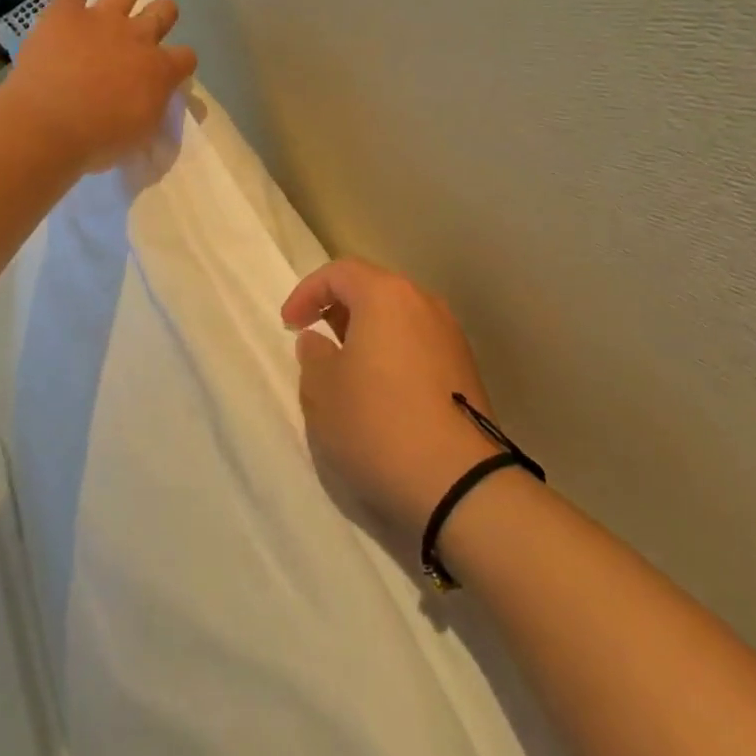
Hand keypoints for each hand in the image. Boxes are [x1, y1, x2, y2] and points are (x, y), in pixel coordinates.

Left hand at [5, 0, 197, 172]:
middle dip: (160, 17)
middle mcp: (137, 36)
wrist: (47, 126)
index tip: (167, 74)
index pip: (187, 56)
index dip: (179, 63)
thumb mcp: (142, 133)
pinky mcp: (64, 13)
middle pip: (165, 9)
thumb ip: (154, 107)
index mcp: (160, 69)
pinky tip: (65, 18)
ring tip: (109, 12)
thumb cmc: (98, 140)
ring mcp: (101, 19)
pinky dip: (70, 3)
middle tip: (143, 33)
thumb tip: (156, 97)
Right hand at [283, 260, 502, 540]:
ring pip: (398, 317)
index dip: (307, 292)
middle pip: (373, 289)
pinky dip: (393, 353)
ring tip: (347, 368)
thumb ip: (312, 357)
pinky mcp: (465, 368)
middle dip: (339, 309)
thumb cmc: (378, 424)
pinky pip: (418, 343)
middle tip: (317, 339)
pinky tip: (383, 390)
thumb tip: (318, 340)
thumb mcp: (323, 393)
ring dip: (368, 333)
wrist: (461, 482)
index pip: (339, 272)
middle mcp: (422, 302)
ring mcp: (450, 335)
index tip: (289, 324)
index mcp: (385, 295)